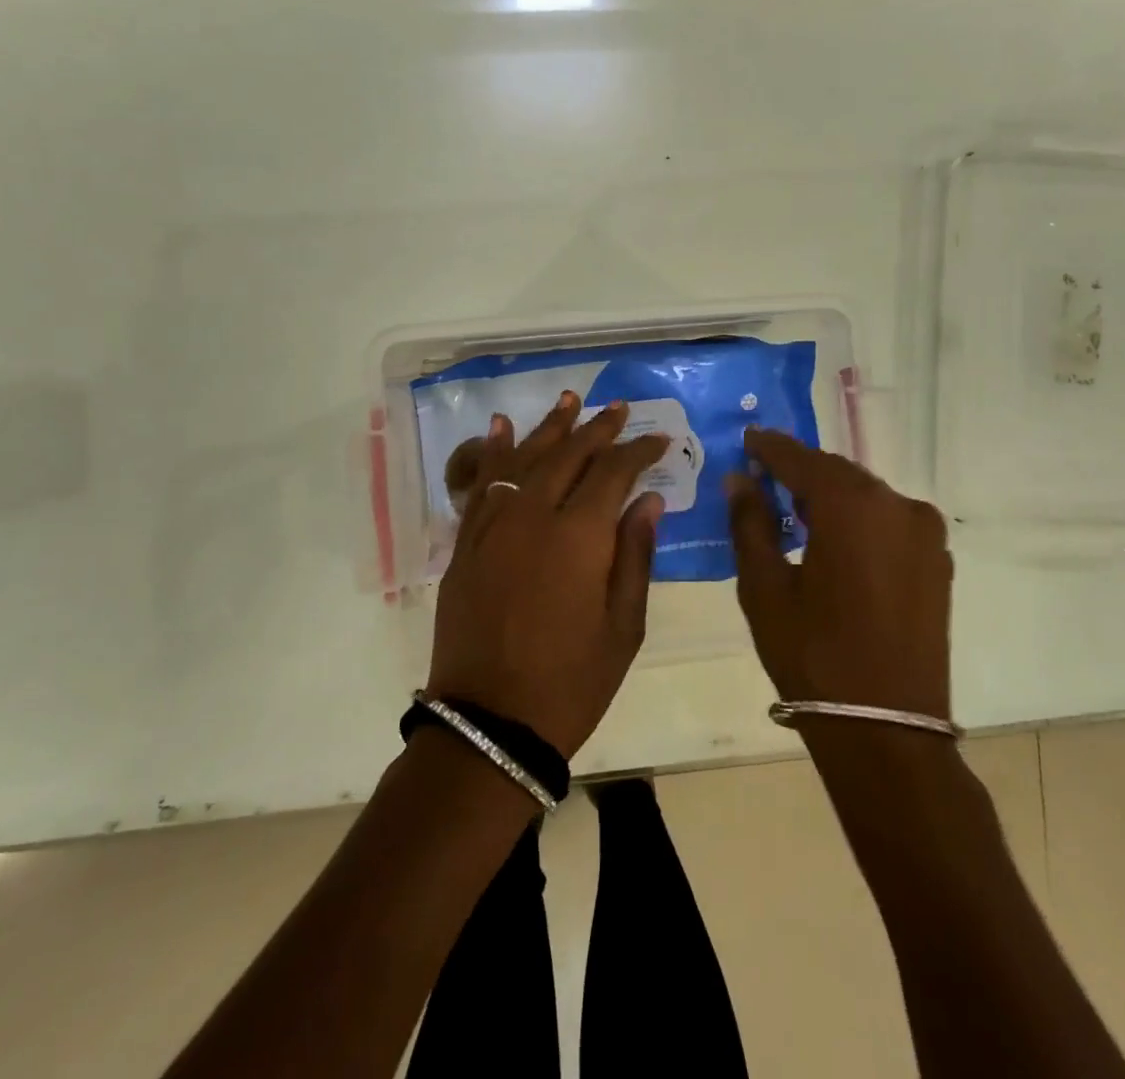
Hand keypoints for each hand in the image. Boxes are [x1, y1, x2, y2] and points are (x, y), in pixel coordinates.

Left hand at [427, 394, 669, 758]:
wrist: (489, 724)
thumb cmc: (570, 682)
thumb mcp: (623, 626)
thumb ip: (636, 555)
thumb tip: (649, 499)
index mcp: (579, 536)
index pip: (613, 472)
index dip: (638, 451)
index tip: (658, 439)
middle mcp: (533, 515)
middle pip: (568, 455)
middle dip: (597, 428)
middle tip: (618, 408)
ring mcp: (493, 526)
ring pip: (524, 459)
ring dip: (549, 427)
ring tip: (570, 399)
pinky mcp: (466, 543)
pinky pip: (481, 484)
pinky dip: (492, 452)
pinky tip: (500, 427)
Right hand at [726, 428, 952, 720]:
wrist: (887, 730)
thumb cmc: (813, 655)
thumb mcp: (764, 588)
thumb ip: (750, 523)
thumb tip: (740, 479)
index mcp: (852, 505)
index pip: (802, 459)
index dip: (770, 447)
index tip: (747, 440)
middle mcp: (897, 504)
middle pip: (838, 473)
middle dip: (800, 472)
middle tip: (765, 478)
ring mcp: (925, 533)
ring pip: (866, 496)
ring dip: (831, 497)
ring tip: (796, 512)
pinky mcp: (938, 561)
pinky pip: (890, 521)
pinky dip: (859, 520)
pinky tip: (836, 541)